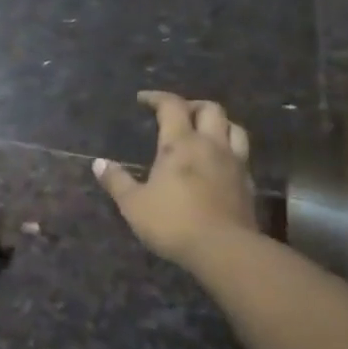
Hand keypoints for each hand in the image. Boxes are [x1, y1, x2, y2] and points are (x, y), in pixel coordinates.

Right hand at [94, 91, 256, 270]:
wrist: (225, 250)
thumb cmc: (173, 222)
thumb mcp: (134, 205)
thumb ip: (116, 181)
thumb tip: (98, 163)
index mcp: (180, 143)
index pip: (172, 106)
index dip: (157, 98)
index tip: (143, 99)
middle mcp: (211, 145)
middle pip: (210, 109)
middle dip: (192, 106)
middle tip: (177, 114)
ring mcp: (235, 163)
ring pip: (234, 128)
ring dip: (219, 124)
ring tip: (204, 133)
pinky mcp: (249, 184)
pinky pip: (242, 156)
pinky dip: (230, 152)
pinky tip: (219, 165)